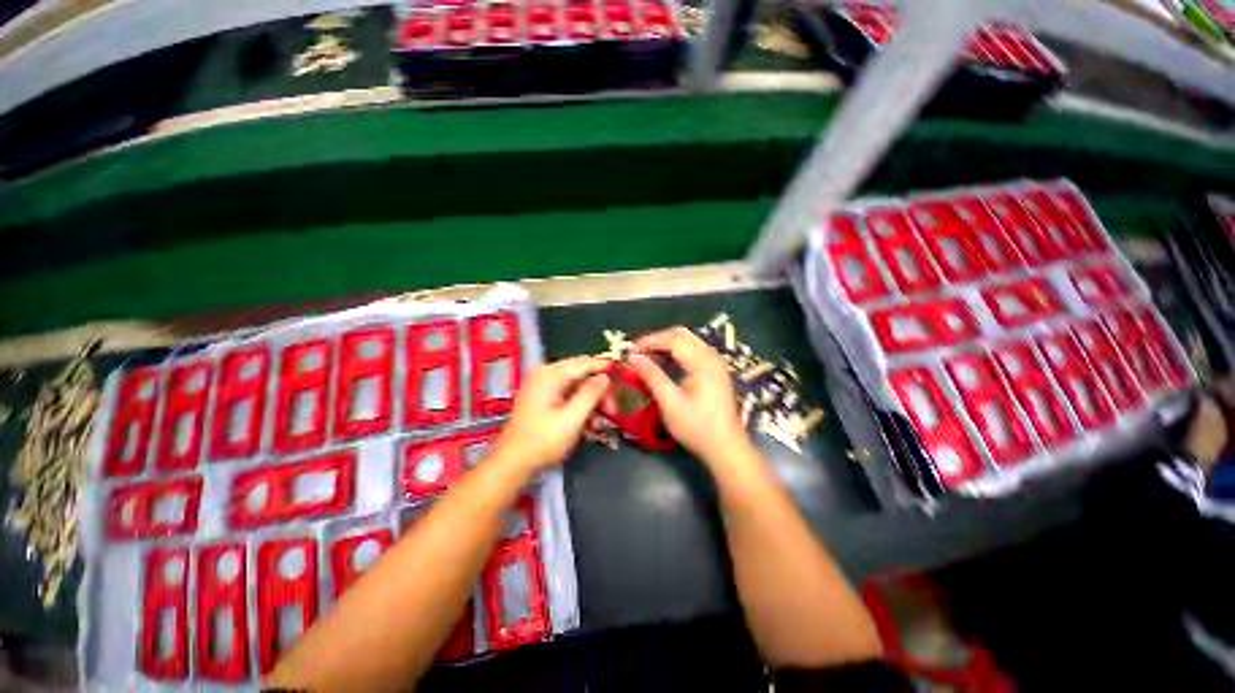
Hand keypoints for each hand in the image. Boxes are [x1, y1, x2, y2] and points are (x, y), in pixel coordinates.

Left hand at [493, 357, 609, 471]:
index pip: (583, 363)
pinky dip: (579, 409)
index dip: (603, 366)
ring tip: (603, 421)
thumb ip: (591, 394)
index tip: (621, 371)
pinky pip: (566, 399)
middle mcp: (545, 376)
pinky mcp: (541, 402)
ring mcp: (542, 389)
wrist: (512, 464)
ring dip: (590, 404)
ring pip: (575, 389)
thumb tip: (605, 376)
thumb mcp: (572, 418)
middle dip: (598, 392)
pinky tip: (589, 426)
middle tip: (613, 407)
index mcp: (550, 375)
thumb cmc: (543, 440)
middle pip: (580, 376)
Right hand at [630, 327, 753, 465]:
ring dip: (666, 346)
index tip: (631, 351)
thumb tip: (634, 358)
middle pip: (681, 335)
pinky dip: (676, 353)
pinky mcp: (715, 371)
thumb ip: (652, 376)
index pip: (673, 339)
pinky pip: (693, 352)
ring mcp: (715, 363)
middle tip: (638, 353)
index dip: (649, 341)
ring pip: (687, 342)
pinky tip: (664, 365)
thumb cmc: (697, 427)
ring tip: (647, 358)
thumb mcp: (670, 403)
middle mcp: (711, 357)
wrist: (726, 448)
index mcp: (702, 362)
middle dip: (657, 340)